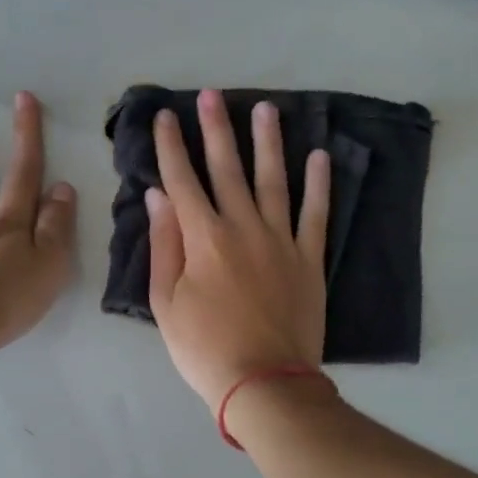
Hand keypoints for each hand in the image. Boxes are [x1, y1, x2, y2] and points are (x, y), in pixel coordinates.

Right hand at [147, 89, 329, 408]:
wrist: (264, 382)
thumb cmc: (204, 348)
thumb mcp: (165, 303)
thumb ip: (164, 244)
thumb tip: (158, 196)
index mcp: (203, 238)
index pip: (182, 180)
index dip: (171, 146)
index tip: (165, 116)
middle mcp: (242, 227)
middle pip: (227, 168)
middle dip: (216, 129)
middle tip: (211, 95)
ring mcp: (281, 240)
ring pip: (273, 180)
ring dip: (268, 142)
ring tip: (266, 108)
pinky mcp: (309, 259)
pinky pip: (315, 213)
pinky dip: (318, 184)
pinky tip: (319, 156)